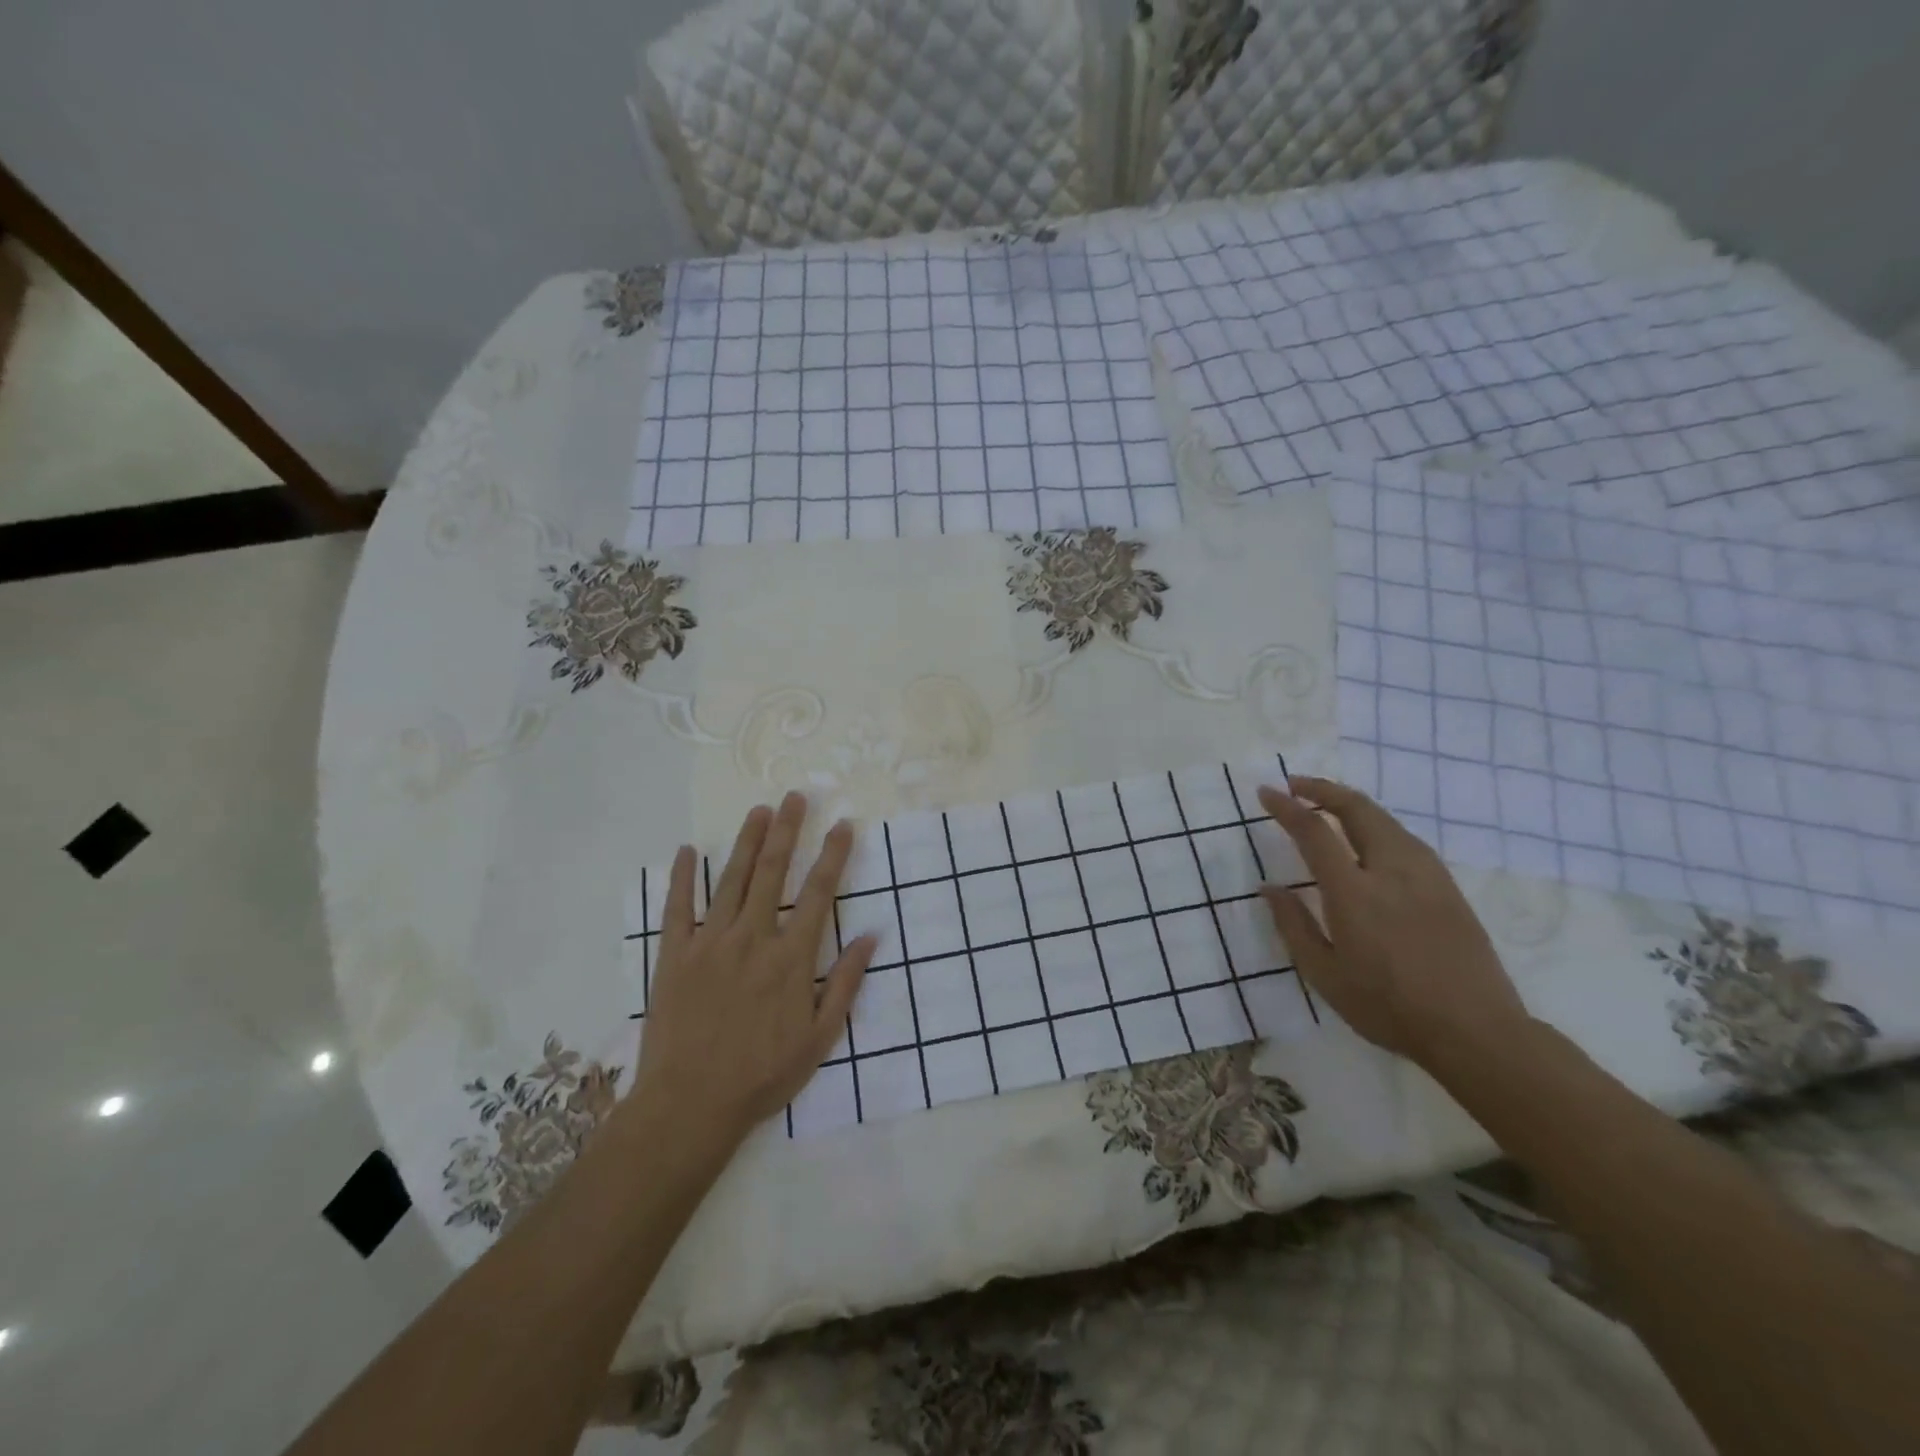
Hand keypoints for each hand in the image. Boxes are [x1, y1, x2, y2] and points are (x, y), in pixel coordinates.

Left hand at [635, 792, 876, 1143]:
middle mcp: (752, 939)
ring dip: (746, 842)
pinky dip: (681, 878)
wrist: (690, 1105)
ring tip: (759, 811)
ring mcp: (709, 944)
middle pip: (772, 873)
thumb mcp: (820, 1039)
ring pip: (730, 881)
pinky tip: (685, 851)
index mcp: (790, 958)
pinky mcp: (673, 956)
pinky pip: (677, 909)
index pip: (818, 893)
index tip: (842, 825)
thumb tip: (872, 937)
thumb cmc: (762, 1075)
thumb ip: (845, 984)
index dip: (832, 855)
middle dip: (787, 831)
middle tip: (795, 796)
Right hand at [1257, 775, 1529, 1069]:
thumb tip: (1269, 887)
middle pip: (1357, 808)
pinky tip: (1368, 840)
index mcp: (1354, 892)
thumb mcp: (1325, 975)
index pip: (1314, 831)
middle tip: (1295, 785)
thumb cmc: (1389, 1007)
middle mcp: (1391, 871)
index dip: (1286, 806)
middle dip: (1322, 789)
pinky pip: (1405, 838)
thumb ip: (1293, 925)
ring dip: (1350, 804)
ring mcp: (1426, 875)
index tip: (1266, 792)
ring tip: (1326, 807)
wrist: (1476, 1031)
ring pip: (1385, 819)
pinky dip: (1376, 824)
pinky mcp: (1448, 886)